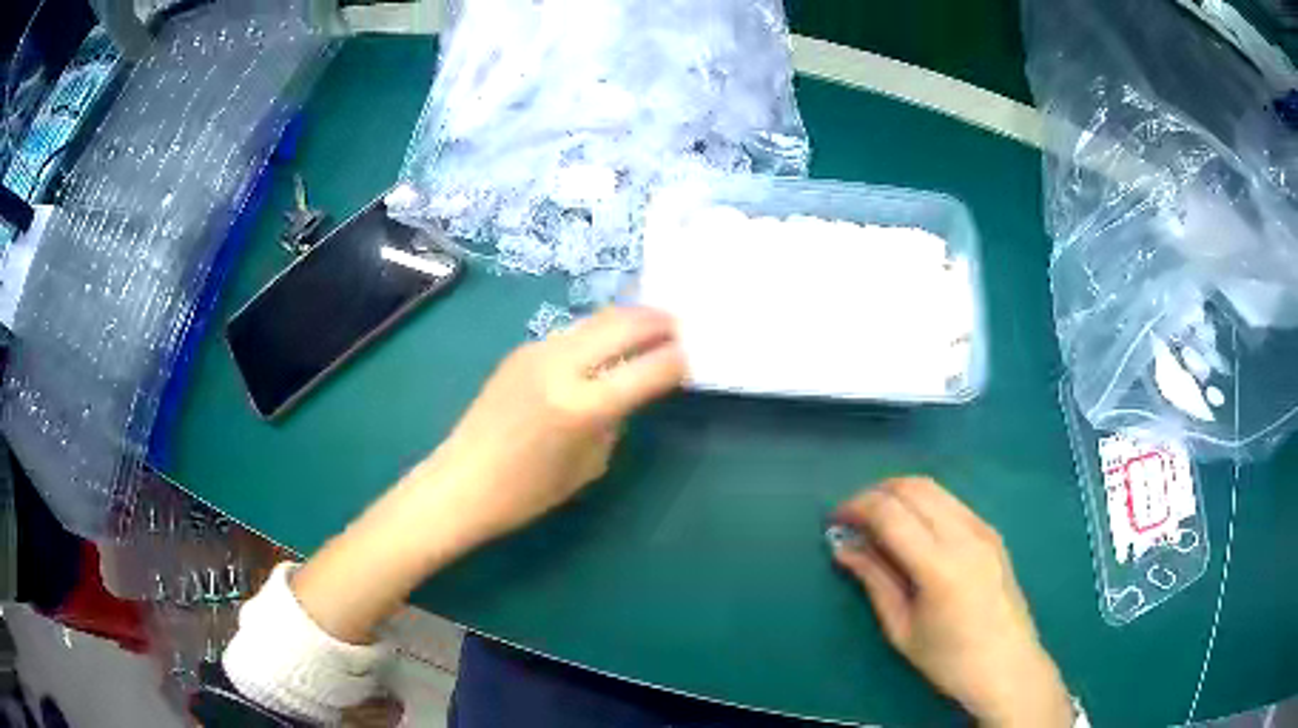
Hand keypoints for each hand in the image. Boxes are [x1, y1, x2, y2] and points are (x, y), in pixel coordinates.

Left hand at [418, 306, 686, 549]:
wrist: (462, 482)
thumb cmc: (527, 492)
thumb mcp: (589, 465)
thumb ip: (614, 420)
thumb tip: (628, 390)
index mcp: (582, 405)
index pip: (648, 369)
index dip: (678, 360)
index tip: (695, 356)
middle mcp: (561, 366)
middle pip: (623, 324)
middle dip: (659, 321)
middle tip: (682, 326)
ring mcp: (537, 351)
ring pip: (595, 319)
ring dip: (628, 319)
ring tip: (652, 326)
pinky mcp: (521, 350)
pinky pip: (571, 332)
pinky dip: (598, 332)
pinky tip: (606, 345)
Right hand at [832, 477, 1073, 727]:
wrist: (1007, 665)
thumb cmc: (949, 659)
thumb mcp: (901, 629)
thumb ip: (874, 580)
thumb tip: (843, 547)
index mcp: (940, 565)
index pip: (891, 512)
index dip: (856, 507)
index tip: (834, 520)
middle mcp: (965, 535)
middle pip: (913, 487)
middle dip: (875, 493)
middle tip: (852, 517)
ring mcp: (984, 529)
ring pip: (934, 488)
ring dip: (900, 494)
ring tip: (877, 520)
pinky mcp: (992, 532)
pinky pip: (952, 502)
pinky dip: (923, 503)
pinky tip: (912, 529)